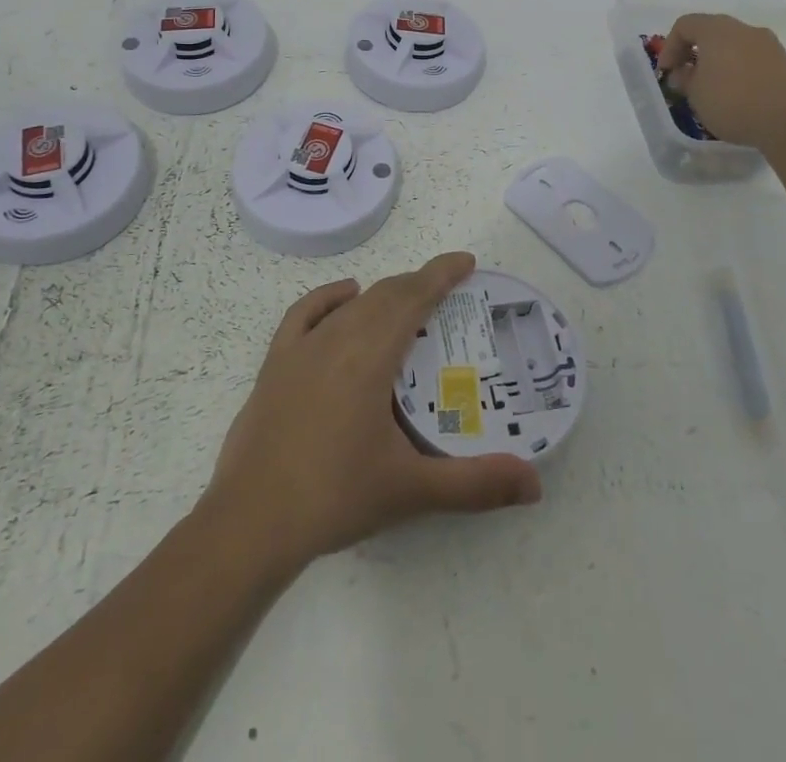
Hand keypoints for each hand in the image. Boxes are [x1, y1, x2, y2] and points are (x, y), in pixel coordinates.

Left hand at [202, 252, 541, 572]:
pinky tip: (344, 299)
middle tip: (448, 292)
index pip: (413, 297)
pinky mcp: (275, 363)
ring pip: (352, 304)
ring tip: (407, 303)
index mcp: (370, 356)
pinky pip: (305, 313)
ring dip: (383, 294)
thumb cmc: (335, 498)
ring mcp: (301, 348)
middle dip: (419, 284)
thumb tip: (535, 484)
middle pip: (386, 295)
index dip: (441, 274)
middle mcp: (337, 338)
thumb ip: (476, 484)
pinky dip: (329, 298)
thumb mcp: (412, 490)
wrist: (250, 523)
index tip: (466, 262)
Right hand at [656, 12, 785, 148]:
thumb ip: (684, 78)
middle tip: (686, 76)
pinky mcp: (784, 61)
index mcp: (717, 30)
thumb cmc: (733, 103)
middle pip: (710, 31)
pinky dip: (738, 68)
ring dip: (717, 60)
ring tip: (711, 87)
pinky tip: (737, 93)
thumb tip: (684, 71)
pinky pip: (752, 57)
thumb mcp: (695, 94)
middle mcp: (744, 28)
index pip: (684, 25)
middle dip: (693, 51)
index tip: (666, 72)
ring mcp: (768, 43)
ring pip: (733, 44)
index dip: (669, 46)